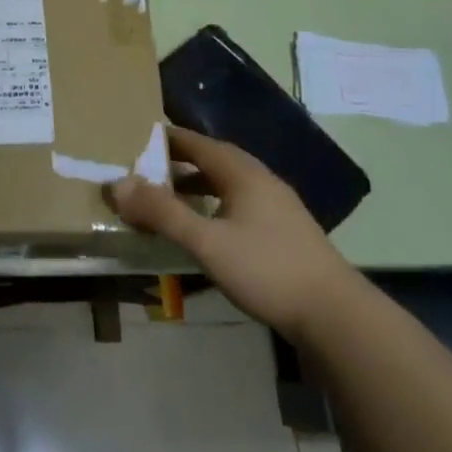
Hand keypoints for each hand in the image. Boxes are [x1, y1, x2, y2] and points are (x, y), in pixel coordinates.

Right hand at [107, 126, 356, 338]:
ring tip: (170, 197)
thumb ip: (162, 213)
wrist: (335, 314)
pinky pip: (239, 204)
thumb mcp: (207, 241)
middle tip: (148, 167)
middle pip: (216, 160)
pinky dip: (214, 204)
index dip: (169, 138)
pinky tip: (206, 227)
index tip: (139, 137)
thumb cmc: (267, 270)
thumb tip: (117, 184)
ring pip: (229, 184)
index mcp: (244, 175)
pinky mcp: (284, 232)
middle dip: (181, 160)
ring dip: (198, 184)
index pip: (200, 144)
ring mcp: (278, 208)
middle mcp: (262, 183)